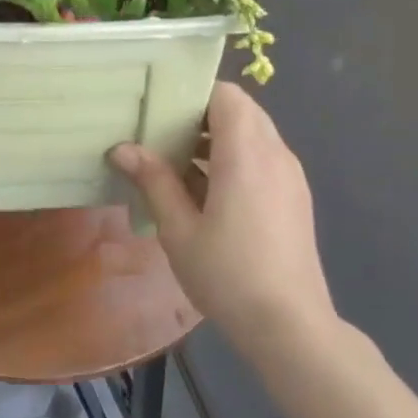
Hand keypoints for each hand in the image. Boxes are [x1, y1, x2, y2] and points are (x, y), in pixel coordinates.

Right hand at [109, 82, 334, 348]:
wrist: (288, 324)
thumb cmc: (226, 274)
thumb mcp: (178, 229)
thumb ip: (154, 181)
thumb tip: (123, 148)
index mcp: (246, 154)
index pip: (226, 95)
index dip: (193, 94)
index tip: (159, 109)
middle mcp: (275, 154)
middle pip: (241, 111)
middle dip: (201, 116)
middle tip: (161, 135)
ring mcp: (290, 176)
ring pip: (254, 135)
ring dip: (217, 139)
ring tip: (176, 164)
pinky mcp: (295, 197)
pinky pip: (263, 159)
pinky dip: (235, 160)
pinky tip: (206, 193)